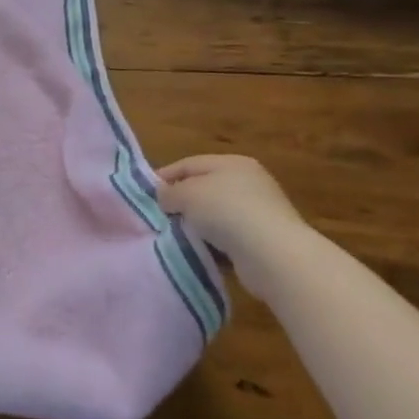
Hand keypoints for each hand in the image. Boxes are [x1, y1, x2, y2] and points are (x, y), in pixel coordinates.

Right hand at [154, 154, 316, 295]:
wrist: (274, 255)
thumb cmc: (227, 211)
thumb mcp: (187, 194)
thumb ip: (170, 192)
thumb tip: (164, 196)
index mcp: (232, 163)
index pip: (190, 164)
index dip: (165, 176)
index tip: (145, 193)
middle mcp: (248, 182)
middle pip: (203, 188)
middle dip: (181, 202)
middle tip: (159, 215)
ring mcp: (259, 212)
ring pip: (215, 215)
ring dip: (196, 225)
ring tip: (175, 236)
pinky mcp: (263, 239)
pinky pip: (228, 237)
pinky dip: (213, 243)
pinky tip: (199, 251)